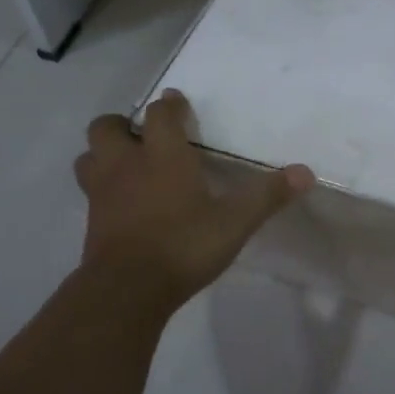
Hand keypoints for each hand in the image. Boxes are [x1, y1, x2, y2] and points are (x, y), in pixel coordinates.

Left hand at [75, 91, 312, 311]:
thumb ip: (267, 195)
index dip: (169, 105)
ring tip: (127, 165)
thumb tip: (305, 172)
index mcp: (162, 156)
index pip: (160, 115)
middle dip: (123, 125)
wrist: (127, 290)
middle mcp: (126, 166)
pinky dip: (103, 188)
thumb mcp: (235, 222)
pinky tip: (124, 203)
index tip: (177, 102)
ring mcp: (102, 194)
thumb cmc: (183, 245)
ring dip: (104, 154)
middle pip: (106, 127)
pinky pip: (91, 192)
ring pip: (89, 158)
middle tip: (144, 136)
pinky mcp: (92, 222)